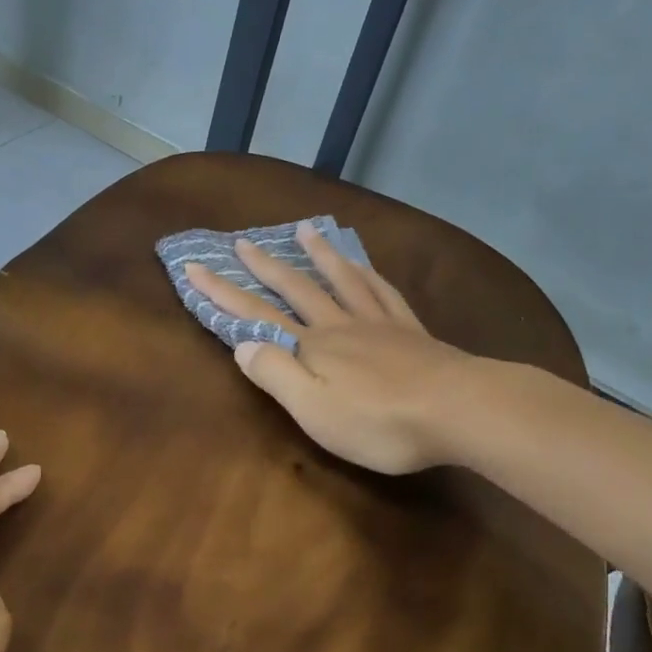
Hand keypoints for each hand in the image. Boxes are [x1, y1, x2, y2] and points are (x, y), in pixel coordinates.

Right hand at [186, 221, 474, 473]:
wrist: (457, 410)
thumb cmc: (379, 421)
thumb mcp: (314, 410)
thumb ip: (276, 375)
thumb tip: (242, 345)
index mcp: (312, 347)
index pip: (256, 316)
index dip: (223, 293)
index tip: (194, 266)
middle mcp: (340, 325)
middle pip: (296, 289)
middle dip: (265, 266)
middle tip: (242, 241)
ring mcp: (379, 323)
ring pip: (342, 280)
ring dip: (319, 255)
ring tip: (304, 230)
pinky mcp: (411, 330)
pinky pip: (383, 291)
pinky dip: (368, 273)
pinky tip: (364, 265)